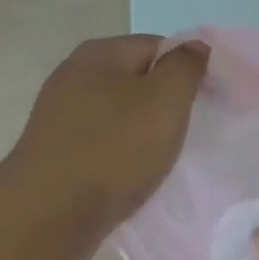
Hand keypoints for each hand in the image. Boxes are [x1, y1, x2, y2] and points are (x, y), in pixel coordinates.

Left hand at [3, 35, 208, 259]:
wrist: (51, 213)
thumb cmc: (114, 150)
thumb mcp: (165, 101)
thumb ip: (185, 68)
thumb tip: (195, 46)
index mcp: (99, 54)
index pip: (157, 46)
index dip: (187, 70)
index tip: (207, 103)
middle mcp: (74, 76)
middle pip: (136, 81)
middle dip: (165, 104)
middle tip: (186, 134)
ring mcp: (61, 116)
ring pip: (119, 115)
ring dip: (144, 133)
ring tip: (161, 159)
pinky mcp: (57, 152)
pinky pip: (103, 144)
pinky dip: (122, 155)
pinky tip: (132, 176)